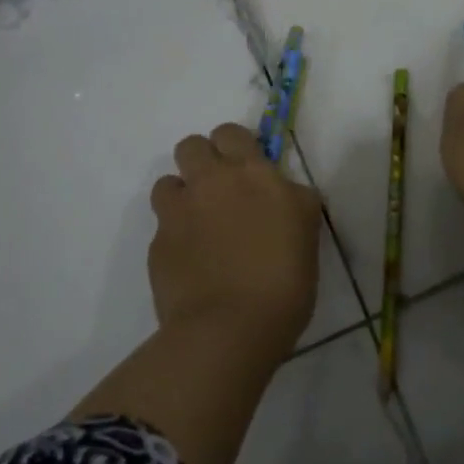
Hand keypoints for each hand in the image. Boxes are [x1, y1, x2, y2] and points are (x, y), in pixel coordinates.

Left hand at [148, 123, 320, 359]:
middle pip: (191, 146)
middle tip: (220, 191)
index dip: (235, 145)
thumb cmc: (284, 281)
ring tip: (199, 225)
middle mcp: (211, 183)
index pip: (232, 133)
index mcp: (253, 174)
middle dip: (202, 160)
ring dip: (182, 195)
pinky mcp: (157, 245)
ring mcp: (178, 213)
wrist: (230, 329)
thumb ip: (292, 200)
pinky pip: (162, 226)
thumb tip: (282, 192)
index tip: (246, 167)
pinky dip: (175, 236)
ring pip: (167, 182)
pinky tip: (192, 262)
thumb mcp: (306, 230)